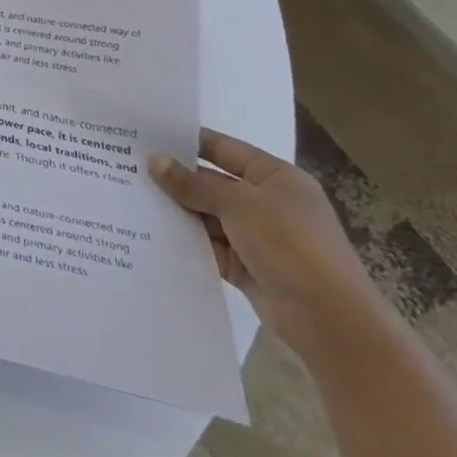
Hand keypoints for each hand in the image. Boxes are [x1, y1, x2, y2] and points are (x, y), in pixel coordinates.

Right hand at [151, 129, 398, 365]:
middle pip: (210, 182)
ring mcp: (256, 236)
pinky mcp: (245, 265)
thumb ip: (193, 183)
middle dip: (174, 178)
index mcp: (275, 178)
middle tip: (126, 165)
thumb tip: (154, 161)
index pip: (223, 148)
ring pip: (205, 214)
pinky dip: (184, 239)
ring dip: (175, 209)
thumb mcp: (239, 205)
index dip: (186, 140)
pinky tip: (147, 230)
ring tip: (128, 195)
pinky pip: (207, 244)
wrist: (331, 322)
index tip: (145, 134)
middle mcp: (266, 202)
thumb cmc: (291, 246)